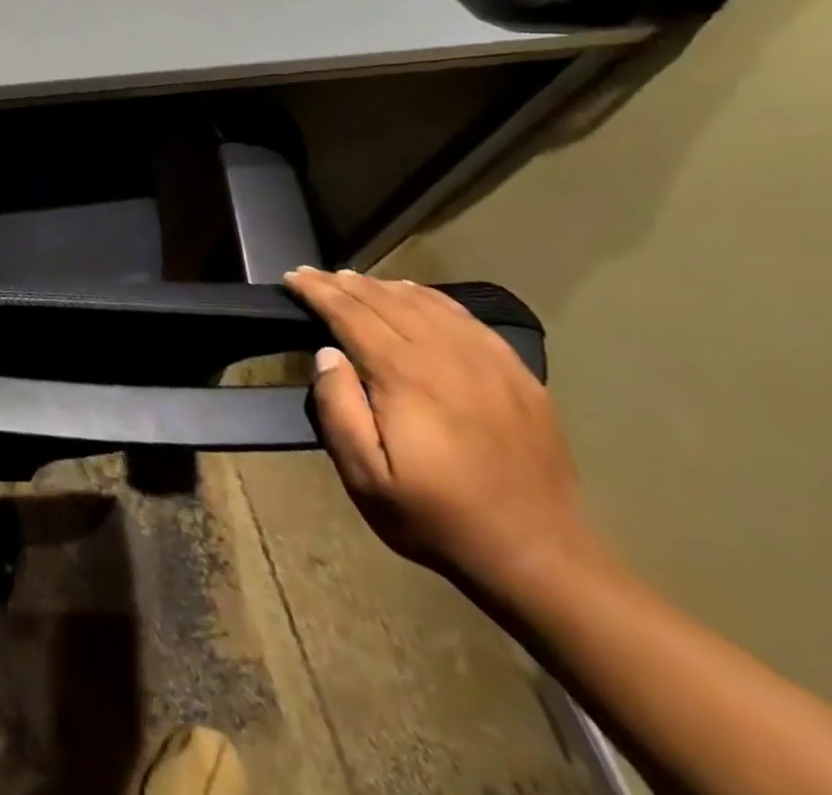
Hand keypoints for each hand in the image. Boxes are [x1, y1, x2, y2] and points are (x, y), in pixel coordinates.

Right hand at [284, 268, 599, 599]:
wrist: (540, 557)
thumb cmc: (437, 517)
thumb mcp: (366, 477)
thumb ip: (338, 409)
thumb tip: (327, 354)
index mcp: (405, 376)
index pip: (350, 314)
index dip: (317, 291)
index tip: (292, 277)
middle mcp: (446, 355)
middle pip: (385, 300)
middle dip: (343, 282)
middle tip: (313, 273)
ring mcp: (488, 362)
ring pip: (426, 303)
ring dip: (383, 286)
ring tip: (354, 279)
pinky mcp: (518, 375)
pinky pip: (466, 319)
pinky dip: (431, 298)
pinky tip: (415, 295)